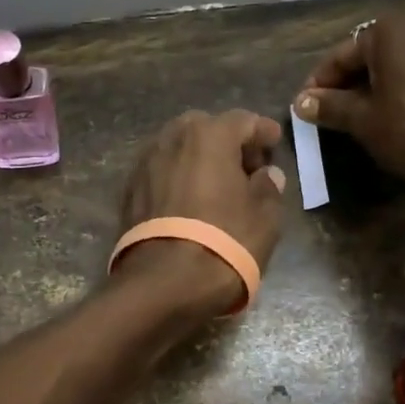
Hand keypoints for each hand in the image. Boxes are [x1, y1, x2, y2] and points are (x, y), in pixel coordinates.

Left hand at [117, 109, 286, 316]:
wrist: (163, 282)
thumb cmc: (225, 242)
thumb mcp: (264, 217)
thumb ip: (268, 188)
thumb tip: (266, 175)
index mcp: (209, 135)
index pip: (243, 121)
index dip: (263, 131)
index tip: (275, 142)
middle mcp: (173, 138)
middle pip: (205, 128)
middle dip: (227, 142)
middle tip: (246, 167)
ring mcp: (146, 162)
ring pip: (179, 148)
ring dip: (200, 158)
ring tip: (218, 184)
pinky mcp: (129, 189)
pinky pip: (162, 171)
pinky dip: (179, 176)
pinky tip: (191, 199)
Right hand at [293, 12, 404, 194]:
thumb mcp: (365, 120)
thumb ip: (330, 107)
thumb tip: (301, 102)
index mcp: (385, 31)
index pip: (337, 58)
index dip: (317, 87)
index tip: (304, 113)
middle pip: (364, 59)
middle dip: (344, 88)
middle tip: (329, 118)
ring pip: (390, 66)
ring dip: (370, 90)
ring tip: (357, 121)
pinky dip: (397, 90)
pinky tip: (391, 116)